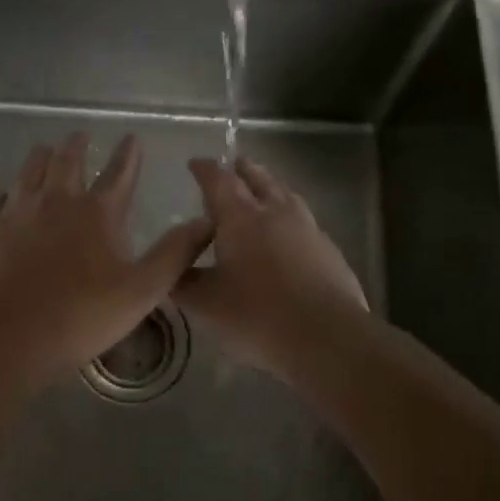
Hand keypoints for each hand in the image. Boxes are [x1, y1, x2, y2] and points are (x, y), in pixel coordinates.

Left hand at [0, 133, 213, 387]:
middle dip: (77, 145)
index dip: (128, 154)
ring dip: (41, 157)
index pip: (119, 173)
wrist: (9, 333)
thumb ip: (175, 253)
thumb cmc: (83, 314)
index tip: (132, 138)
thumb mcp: (143, 290)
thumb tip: (205, 221)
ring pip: (30, 170)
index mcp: (97, 212)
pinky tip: (4, 199)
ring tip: (45, 150)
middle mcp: (57, 200)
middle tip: (80, 136)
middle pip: (68, 161)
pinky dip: (4, 195)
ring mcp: (17, 210)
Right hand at [175, 157, 366, 367]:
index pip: (218, 181)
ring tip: (264, 189)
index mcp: (240, 218)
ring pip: (286, 194)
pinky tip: (290, 231)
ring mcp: (307, 228)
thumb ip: (184, 285)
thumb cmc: (258, 316)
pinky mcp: (329, 249)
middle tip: (233, 165)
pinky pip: (305, 220)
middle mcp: (275, 212)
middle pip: (258, 178)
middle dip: (242, 169)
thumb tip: (170, 272)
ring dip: (271, 186)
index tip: (195, 164)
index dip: (205, 170)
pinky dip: (291, 215)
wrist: (327, 337)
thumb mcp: (208, 305)